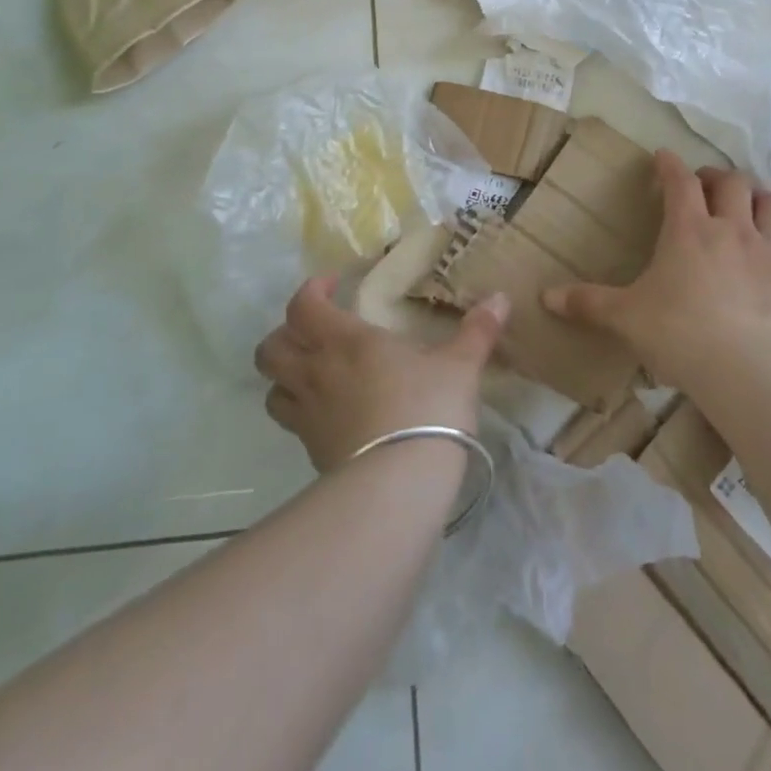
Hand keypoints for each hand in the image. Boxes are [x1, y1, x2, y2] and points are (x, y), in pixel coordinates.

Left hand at [254, 278, 509, 471]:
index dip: (310, 290)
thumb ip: (478, 331)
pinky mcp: (311, 452)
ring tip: (314, 372)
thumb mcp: (460, 366)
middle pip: (270, 348)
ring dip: (285, 375)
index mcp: (345, 341)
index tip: (333, 285)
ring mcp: (309, 416)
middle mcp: (316, 373)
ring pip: (271, 388)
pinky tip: (331, 414)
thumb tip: (500, 298)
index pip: (302, 306)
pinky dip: (301, 411)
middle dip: (285, 334)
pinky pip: (292, 423)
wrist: (398, 485)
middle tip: (315, 332)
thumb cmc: (427, 409)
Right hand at [543, 150, 770, 386]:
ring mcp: (768, 252)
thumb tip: (545, 298)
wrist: (749, 374)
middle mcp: (731, 229)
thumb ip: (588, 303)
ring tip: (747, 206)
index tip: (662, 157)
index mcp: (688, 229)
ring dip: (758, 197)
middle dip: (715, 176)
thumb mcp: (626, 318)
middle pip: (732, 182)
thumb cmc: (679, 335)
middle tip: (704, 186)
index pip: (679, 180)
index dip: (669, 164)